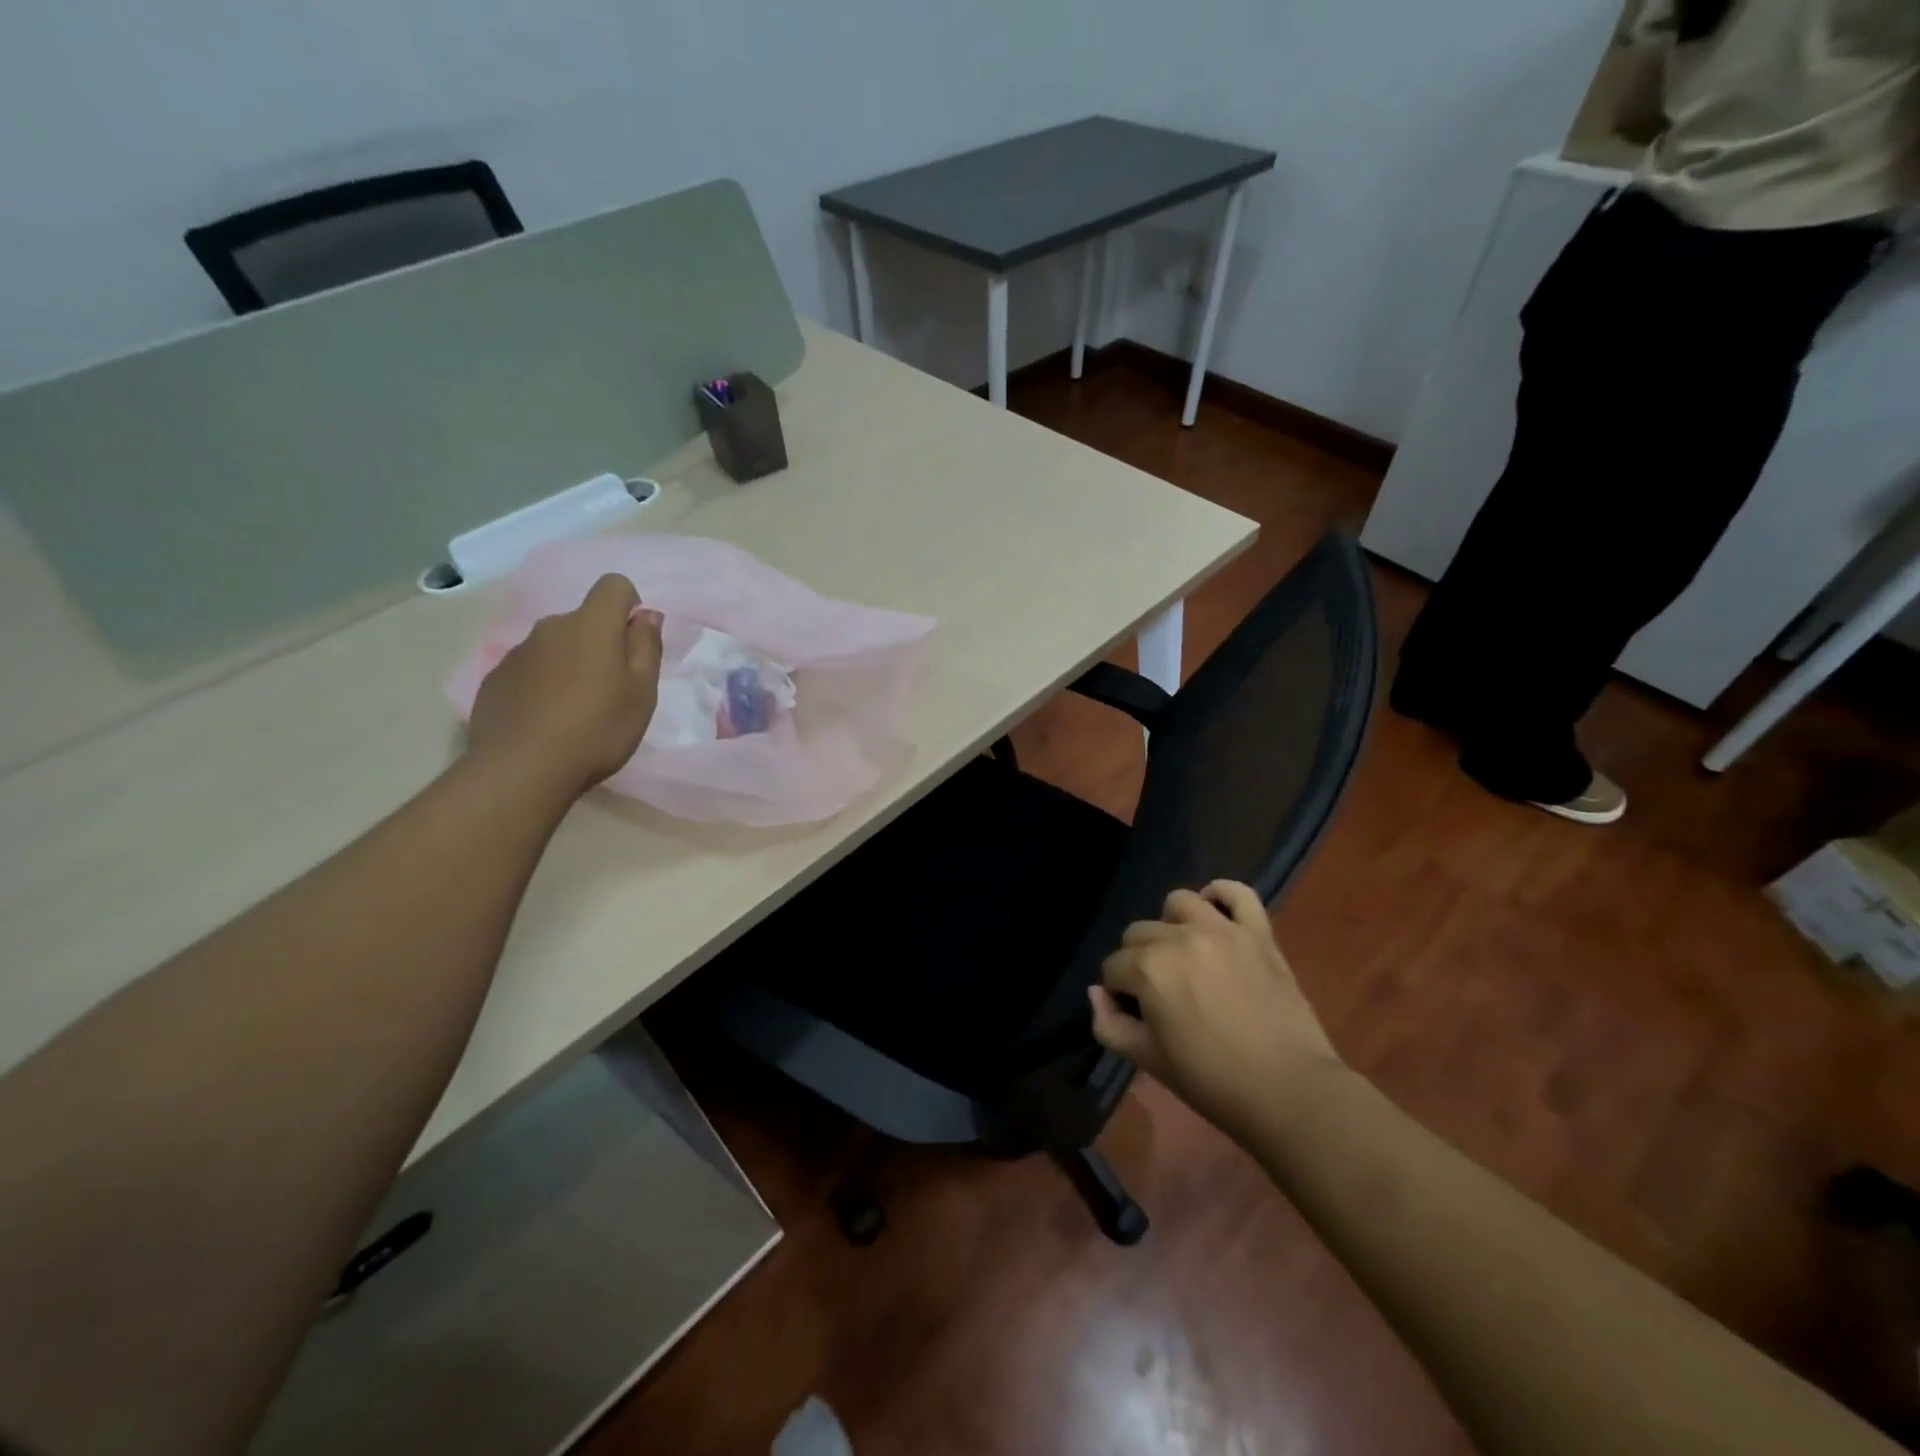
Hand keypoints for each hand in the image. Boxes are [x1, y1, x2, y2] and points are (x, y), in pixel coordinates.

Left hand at [467, 574, 663, 794]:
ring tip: (577, 708)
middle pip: (584, 620)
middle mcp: (551, 627)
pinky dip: (543, 684)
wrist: (522, 769)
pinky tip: (547, 719)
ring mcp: (517, 652)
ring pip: (556, 645)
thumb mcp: (642, 692)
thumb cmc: (597, 728)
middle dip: (600, 642)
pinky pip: (530, 669)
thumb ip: (646, 646)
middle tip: (611, 687)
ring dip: (571, 663)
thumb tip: (647, 614)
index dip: (630, 605)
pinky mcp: (496, 679)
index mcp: (591, 625)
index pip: (614, 585)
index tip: (635, 642)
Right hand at [1090, 881, 1342, 1142]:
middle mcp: (1179, 938)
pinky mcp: (1258, 932)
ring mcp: (1222, 929)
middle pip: (1138, 933)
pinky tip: (1215, 914)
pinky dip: (1222, 895)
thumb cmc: (1211, 1081)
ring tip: (1185, 955)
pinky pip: (1237, 892)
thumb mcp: (1148, 1061)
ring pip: (1178, 903)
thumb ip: (1108, 1024)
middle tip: (1162, 994)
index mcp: (1148, 969)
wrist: (1289, 1091)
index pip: (1113, 967)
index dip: (1119, 993)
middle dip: (1139, 961)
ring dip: (1172, 925)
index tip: (1136, 1016)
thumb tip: (1098, 993)